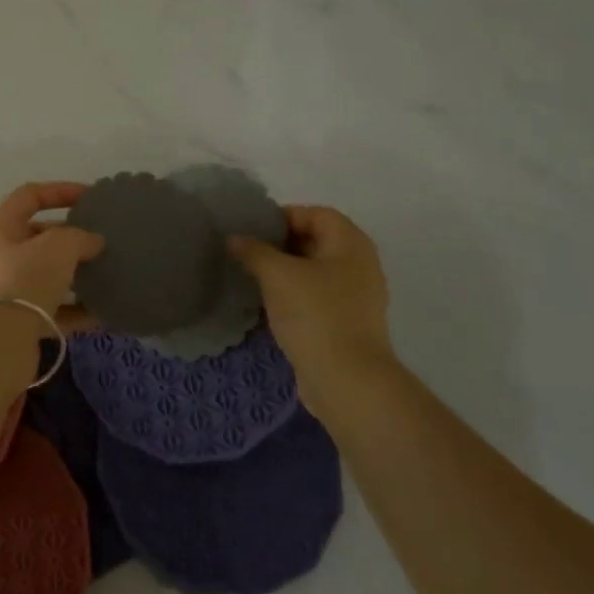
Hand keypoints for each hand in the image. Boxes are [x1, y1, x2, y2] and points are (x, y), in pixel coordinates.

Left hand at [0, 182, 104, 322]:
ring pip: (48, 274)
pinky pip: (53, 307)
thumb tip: (94, 242)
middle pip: (39, 236)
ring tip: (108, 273)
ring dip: (76, 274)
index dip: (61, 190)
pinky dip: (76, 308)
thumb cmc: (24, 279)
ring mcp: (7, 288)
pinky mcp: (18, 319)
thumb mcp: (58, 247)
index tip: (92, 197)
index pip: (30, 195)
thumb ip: (80, 236)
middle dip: (72, 237)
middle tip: (103, 240)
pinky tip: (104, 311)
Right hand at [230, 207, 395, 407]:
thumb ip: (254, 251)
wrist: (347, 380)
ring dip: (284, 271)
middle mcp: (359, 265)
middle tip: (246, 252)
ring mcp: (355, 296)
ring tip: (252, 276)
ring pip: (314, 271)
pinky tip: (268, 304)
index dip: (284, 216)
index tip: (251, 230)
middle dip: (280, 244)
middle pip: (316, 240)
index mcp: (350, 244)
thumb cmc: (315, 315)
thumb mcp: (277, 275)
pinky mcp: (345, 323)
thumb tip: (235, 238)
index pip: (316, 214)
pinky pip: (315, 296)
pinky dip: (293, 294)